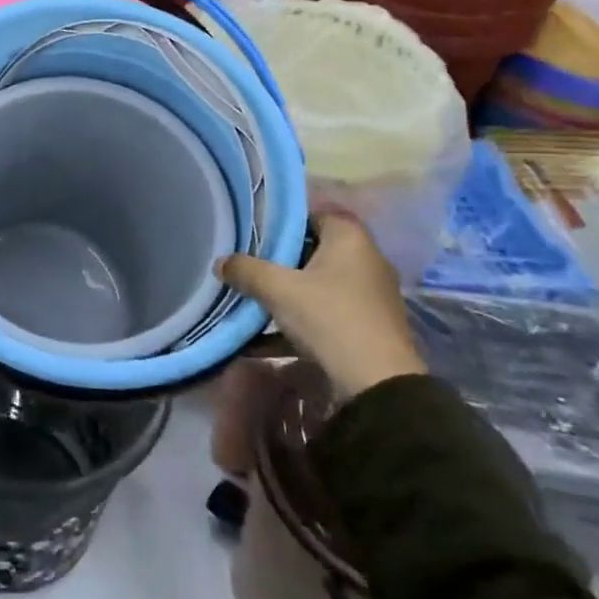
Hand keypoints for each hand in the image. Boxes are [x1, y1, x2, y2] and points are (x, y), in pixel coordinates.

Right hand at [218, 212, 425, 400]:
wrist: (378, 384)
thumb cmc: (329, 318)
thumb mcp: (278, 290)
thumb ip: (246, 270)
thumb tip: (220, 262)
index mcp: (350, 238)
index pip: (312, 214)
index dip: (282, 222)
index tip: (254, 235)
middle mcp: (366, 259)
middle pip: (314, 249)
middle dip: (280, 260)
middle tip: (249, 266)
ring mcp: (371, 294)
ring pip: (319, 283)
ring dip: (289, 292)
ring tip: (255, 300)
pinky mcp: (369, 325)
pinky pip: (327, 311)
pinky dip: (301, 318)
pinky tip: (268, 339)